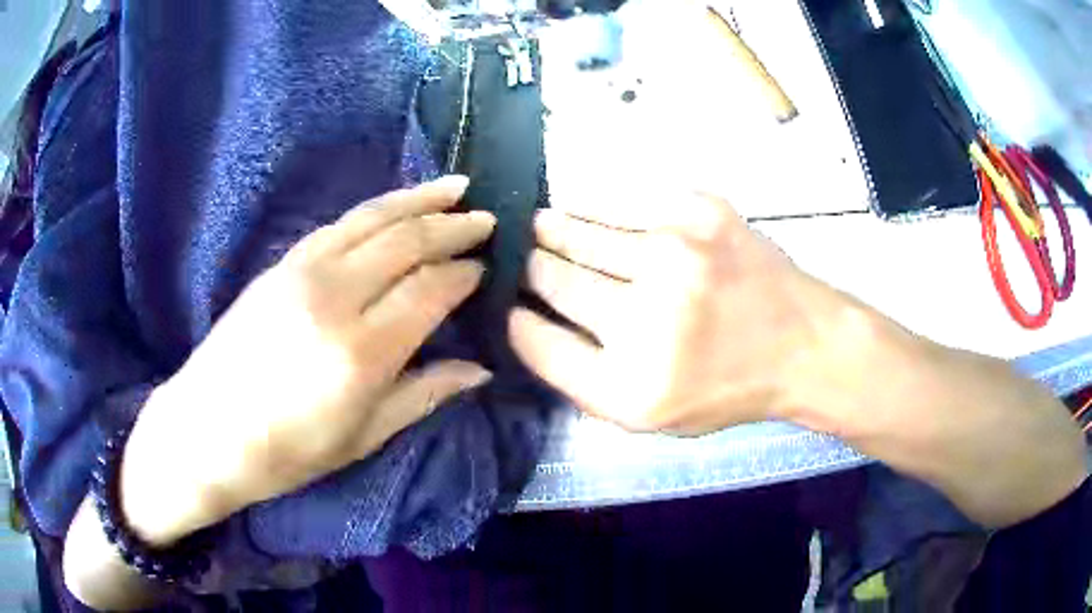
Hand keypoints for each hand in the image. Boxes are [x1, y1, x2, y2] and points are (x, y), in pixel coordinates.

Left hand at [120, 176, 494, 544]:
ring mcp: (302, 272)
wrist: (206, 432)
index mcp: (361, 351)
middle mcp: (334, 297)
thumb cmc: (287, 452)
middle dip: (452, 226)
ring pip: (372, 218)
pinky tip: (395, 206)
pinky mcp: (281, 264)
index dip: (464, 274)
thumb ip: (424, 395)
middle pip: (406, 242)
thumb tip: (479, 371)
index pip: (429, 290)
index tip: (485, 268)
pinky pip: (339, 225)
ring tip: (454, 188)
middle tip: (486, 218)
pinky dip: (376, 209)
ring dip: (418, 199)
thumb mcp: (362, 438)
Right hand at [509, 192, 859, 433]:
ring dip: (552, 230)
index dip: (517, 319)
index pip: (535, 339)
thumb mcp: (648, 415)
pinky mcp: (698, 210)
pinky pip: (618, 201)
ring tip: (542, 228)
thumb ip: (580, 376)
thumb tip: (524, 317)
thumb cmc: (723, 386)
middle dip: (532, 269)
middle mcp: (647, 317)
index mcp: (630, 384)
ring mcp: (675, 255)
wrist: (801, 343)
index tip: (515, 307)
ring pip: (577, 231)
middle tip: (529, 261)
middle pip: (551, 278)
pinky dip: (594, 208)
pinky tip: (589, 214)